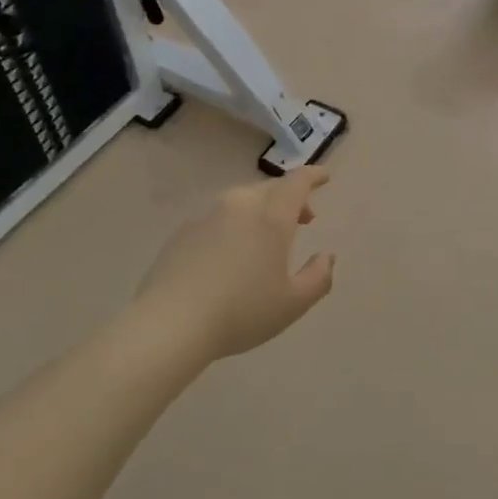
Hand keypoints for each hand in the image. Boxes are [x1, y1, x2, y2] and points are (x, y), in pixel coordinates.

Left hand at [135, 169, 335, 361]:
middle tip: (302, 220)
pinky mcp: (184, 230)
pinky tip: (231, 253)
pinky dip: (235, 224)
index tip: (324, 178)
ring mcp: (207, 215)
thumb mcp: (293, 303)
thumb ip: (318, 277)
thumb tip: (327, 256)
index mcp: (271, 216)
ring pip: (243, 200)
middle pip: (270, 189)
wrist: (171, 322)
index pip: (297, 182)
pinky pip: (219, 216)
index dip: (313, 176)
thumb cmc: (241, 312)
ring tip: (267, 238)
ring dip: (262, 210)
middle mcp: (240, 205)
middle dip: (290, 198)